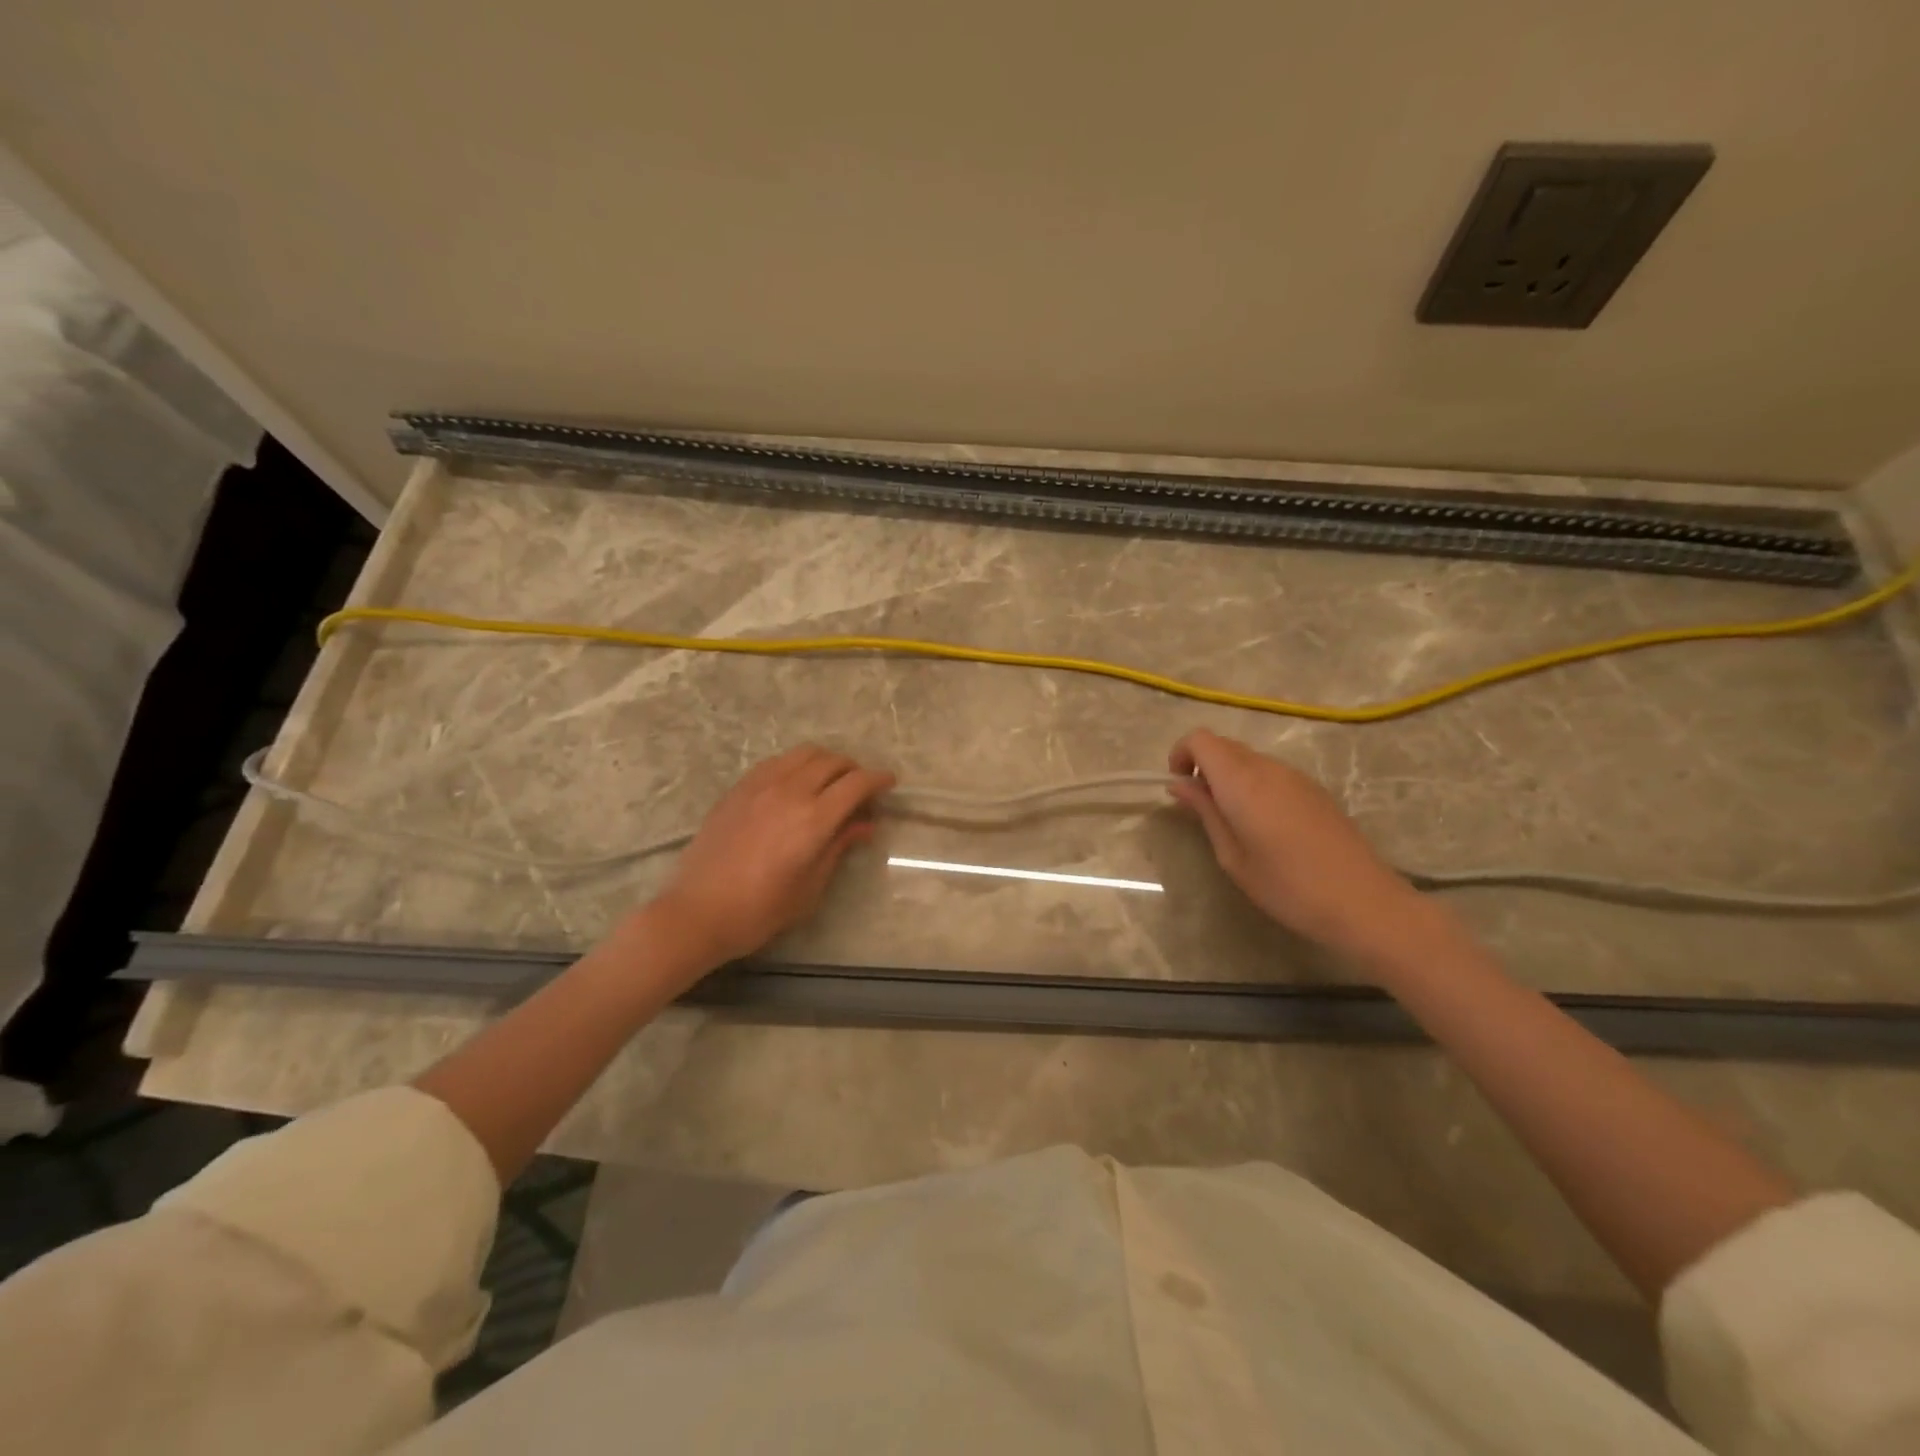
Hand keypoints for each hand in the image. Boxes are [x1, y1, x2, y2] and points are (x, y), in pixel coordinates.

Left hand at [648, 746, 895, 968]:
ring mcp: (759, 786)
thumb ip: (839, 847)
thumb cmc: (760, 910)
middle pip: (832, 761)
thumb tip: (864, 824)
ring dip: (825, 762)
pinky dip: (796, 765)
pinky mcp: (738, 789)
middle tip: (860, 790)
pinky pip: (776, 762)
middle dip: (854, 770)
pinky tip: (795, 786)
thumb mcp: (810, 886)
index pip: (856, 784)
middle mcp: (789, 791)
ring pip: (803, 754)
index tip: (890, 784)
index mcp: (812, 819)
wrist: (698, 912)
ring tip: (830, 783)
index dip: (878, 780)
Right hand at [1167, 728, 1424, 955]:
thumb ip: (1205, 813)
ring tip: (1232, 822)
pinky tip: (1264, 827)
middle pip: (1224, 746)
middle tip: (1200, 809)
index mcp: (1241, 781)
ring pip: (1249, 759)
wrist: (1363, 902)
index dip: (1182, 754)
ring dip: (1229, 777)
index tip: (1179, 787)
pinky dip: (1254, 785)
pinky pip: (1272, 773)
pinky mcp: (1315, 790)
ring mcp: (1296, 777)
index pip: (1201, 739)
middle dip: (1203, 766)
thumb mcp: (1232, 856)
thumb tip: (1179, 785)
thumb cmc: (1287, 886)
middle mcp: (1268, 768)